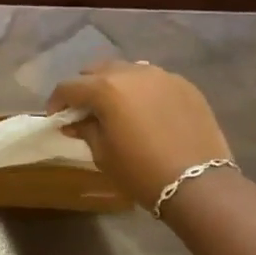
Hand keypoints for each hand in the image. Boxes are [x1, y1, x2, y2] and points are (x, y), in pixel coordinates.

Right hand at [48, 61, 232, 210]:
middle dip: (86, 87)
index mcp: (106, 89)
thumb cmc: (141, 172)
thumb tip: (74, 122)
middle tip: (85, 111)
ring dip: (115, 85)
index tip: (57, 118)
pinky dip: (142, 90)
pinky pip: (154, 80)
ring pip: (127, 71)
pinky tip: (145, 112)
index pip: (69, 87)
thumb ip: (86, 130)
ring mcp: (162, 76)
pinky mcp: (185, 85)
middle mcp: (132, 73)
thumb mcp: (103, 154)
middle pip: (98, 71)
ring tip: (116, 107)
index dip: (57, 102)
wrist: (198, 183)